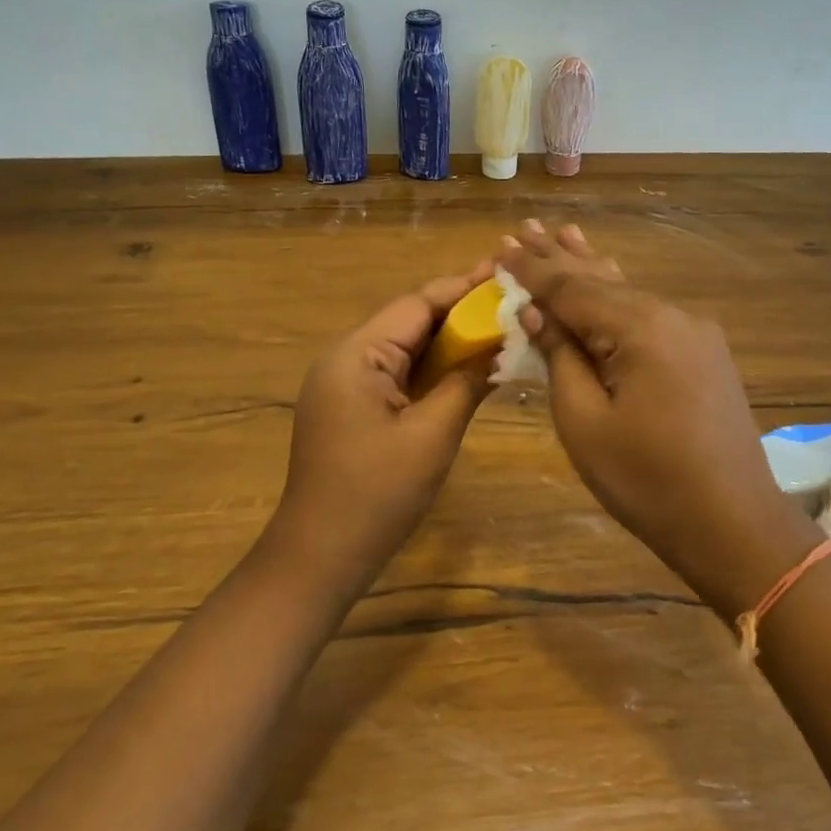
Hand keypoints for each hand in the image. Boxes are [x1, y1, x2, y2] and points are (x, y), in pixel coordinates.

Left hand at [271, 261, 496, 588]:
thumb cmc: (377, 494)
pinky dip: (431, 370)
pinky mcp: (351, 409)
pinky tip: (466, 367)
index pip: (416, 305)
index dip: (463, 289)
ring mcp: (345, 386)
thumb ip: (466, 383)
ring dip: (447, 341)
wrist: (320, 556)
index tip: (504, 274)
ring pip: (405, 349)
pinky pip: (397, 376)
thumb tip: (500, 346)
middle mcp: (345, 359)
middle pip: (409, 322)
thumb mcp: (432, 435)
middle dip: (459, 312)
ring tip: (497, 327)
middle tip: (509, 300)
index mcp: (356, 355)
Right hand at [498, 222, 812, 616]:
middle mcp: (672, 316)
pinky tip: (607, 280)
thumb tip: (538, 312)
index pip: (572, 288)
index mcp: (641, 327)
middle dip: (560, 257)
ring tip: (564, 234)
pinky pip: (649, 316)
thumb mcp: (584, 421)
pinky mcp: (703, 355)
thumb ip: (561, 357)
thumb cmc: (646, 480)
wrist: (732, 523)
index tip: (501, 246)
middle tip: (525, 227)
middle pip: (602, 281)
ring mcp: (694, 334)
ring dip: (591, 270)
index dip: (533, 270)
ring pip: (628, 294)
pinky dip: (618, 300)